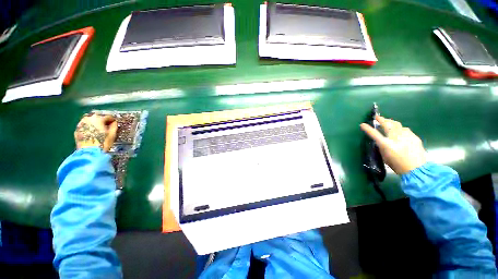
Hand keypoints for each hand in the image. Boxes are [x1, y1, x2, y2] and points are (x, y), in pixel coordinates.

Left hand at [74, 113, 117, 151]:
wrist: (89, 152)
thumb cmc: (103, 142)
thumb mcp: (112, 134)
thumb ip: (114, 126)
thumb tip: (114, 122)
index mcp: (99, 119)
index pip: (108, 116)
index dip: (112, 120)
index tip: (114, 124)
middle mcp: (89, 118)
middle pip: (97, 116)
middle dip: (102, 120)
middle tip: (106, 126)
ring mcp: (81, 124)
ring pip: (89, 120)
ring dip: (94, 123)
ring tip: (98, 129)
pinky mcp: (77, 129)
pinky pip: (84, 125)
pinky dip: (88, 127)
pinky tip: (91, 132)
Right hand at [360, 116, 425, 174]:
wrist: (417, 169)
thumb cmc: (398, 165)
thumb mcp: (385, 157)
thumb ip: (382, 147)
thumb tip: (380, 140)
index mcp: (387, 144)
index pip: (374, 134)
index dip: (368, 129)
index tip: (362, 124)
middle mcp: (396, 138)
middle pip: (388, 125)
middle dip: (381, 119)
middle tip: (377, 117)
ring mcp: (406, 136)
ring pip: (397, 125)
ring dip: (391, 122)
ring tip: (389, 122)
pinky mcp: (414, 137)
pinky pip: (405, 129)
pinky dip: (400, 128)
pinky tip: (400, 131)